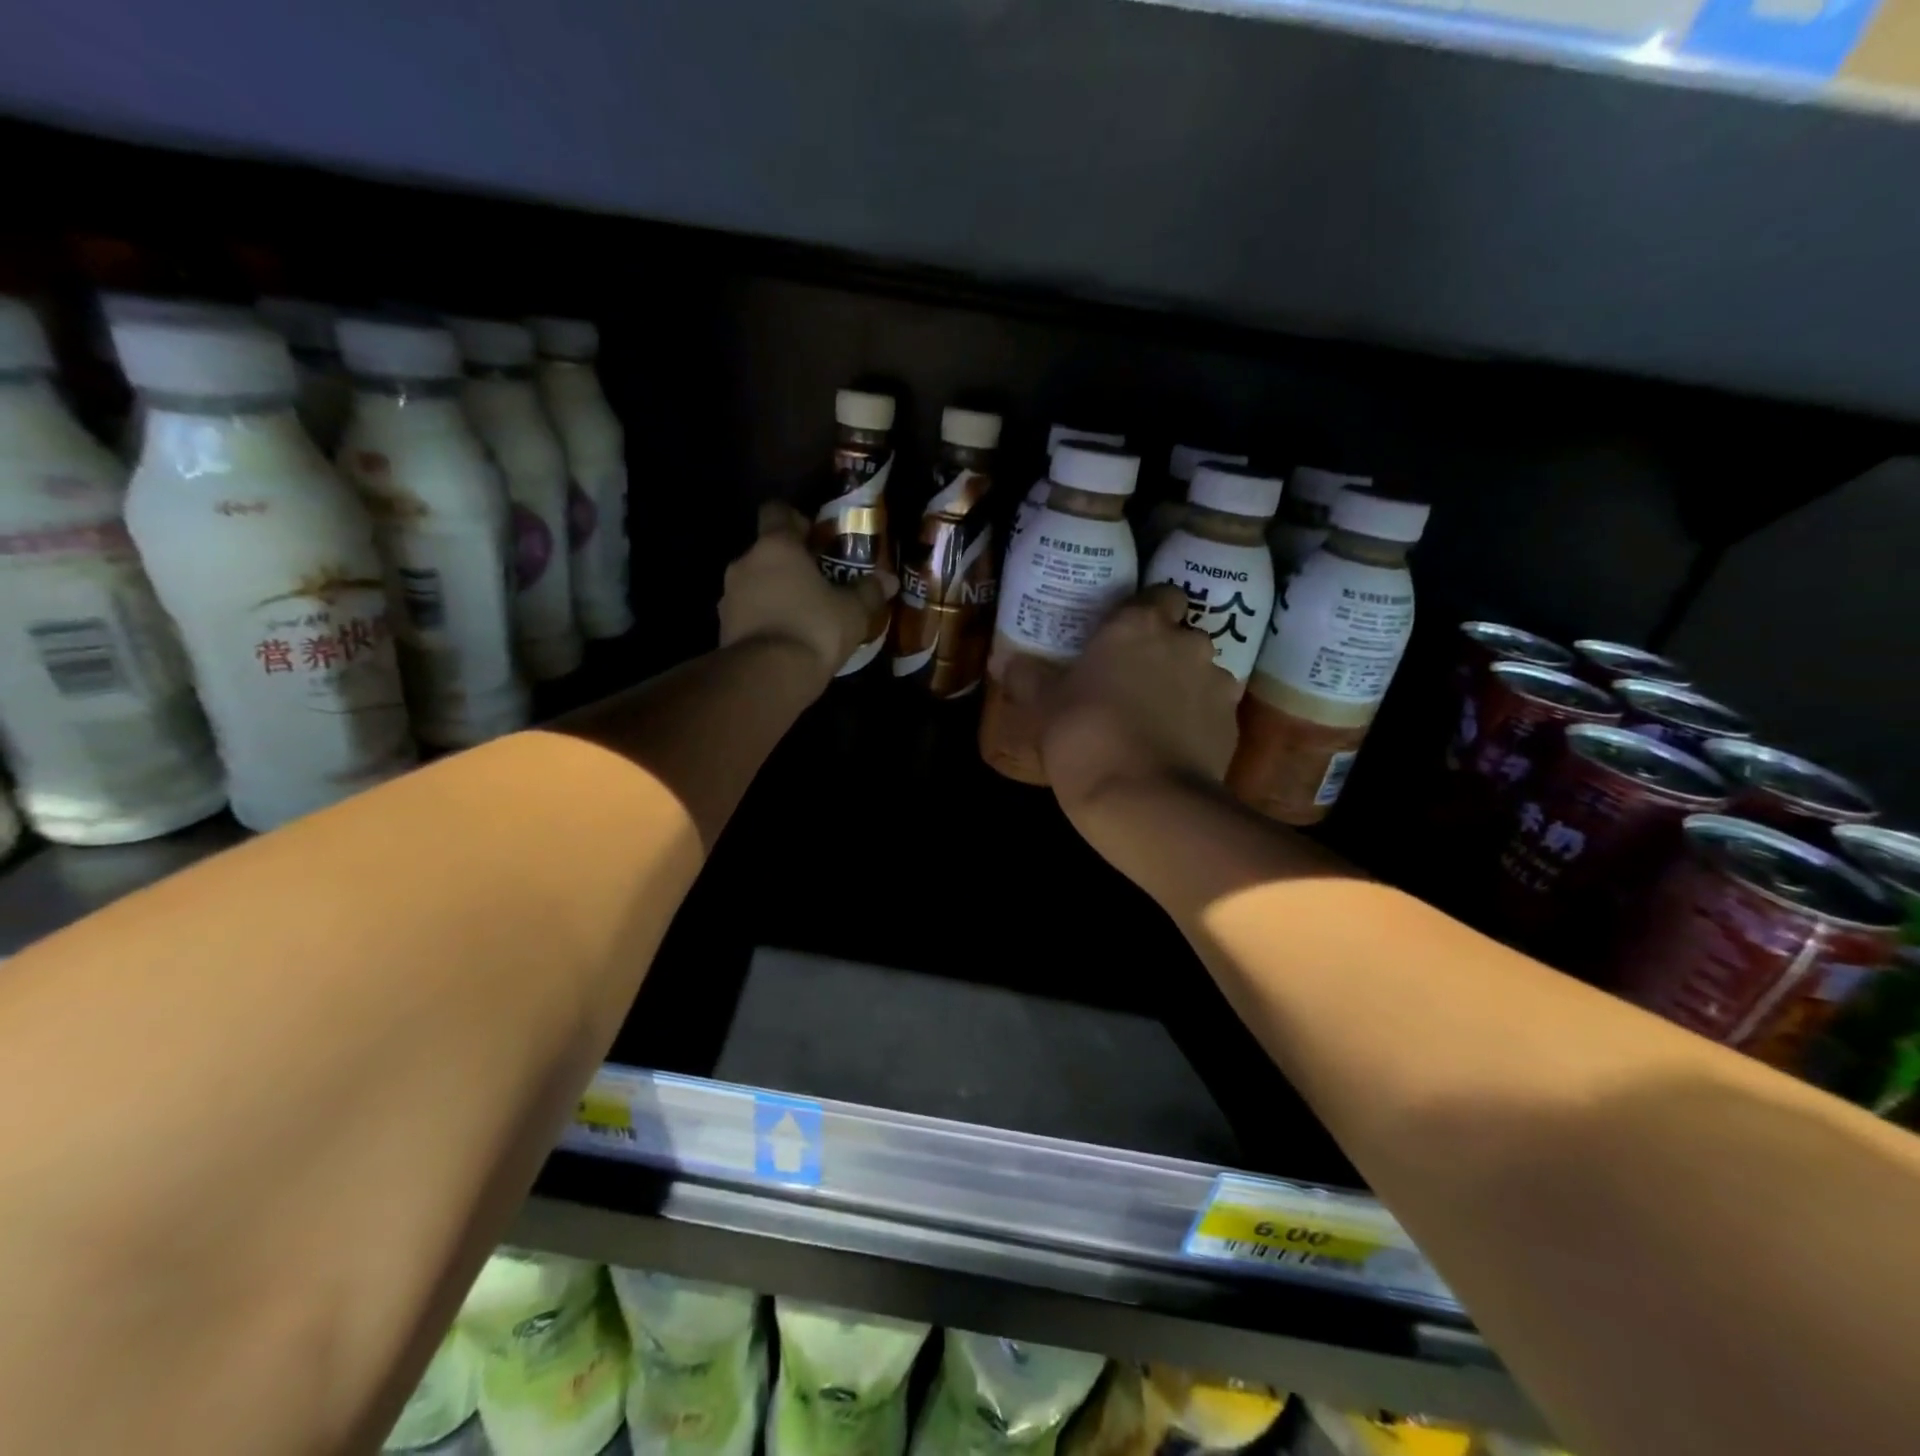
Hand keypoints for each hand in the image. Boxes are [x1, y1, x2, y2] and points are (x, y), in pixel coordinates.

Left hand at [718, 502, 895, 682]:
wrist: (767, 677)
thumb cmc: (814, 628)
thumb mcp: (853, 611)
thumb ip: (869, 591)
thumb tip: (889, 580)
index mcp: (776, 546)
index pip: (776, 512)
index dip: (796, 521)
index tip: (816, 540)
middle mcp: (745, 563)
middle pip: (767, 552)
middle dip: (791, 565)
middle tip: (819, 584)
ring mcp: (729, 597)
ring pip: (755, 584)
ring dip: (776, 594)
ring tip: (804, 616)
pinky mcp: (724, 628)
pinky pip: (748, 614)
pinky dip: (765, 620)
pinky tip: (788, 639)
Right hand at [1003, 584, 1240, 814]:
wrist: (1145, 799)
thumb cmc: (1086, 736)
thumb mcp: (1045, 707)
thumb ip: (1028, 677)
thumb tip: (1005, 662)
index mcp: (1138, 625)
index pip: (1160, 594)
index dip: (1147, 611)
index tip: (1126, 635)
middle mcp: (1185, 643)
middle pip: (1183, 635)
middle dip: (1165, 651)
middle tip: (1134, 679)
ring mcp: (1216, 683)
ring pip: (1202, 673)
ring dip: (1185, 686)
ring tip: (1156, 718)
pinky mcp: (1232, 724)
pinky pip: (1213, 711)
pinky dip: (1198, 721)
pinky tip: (1173, 747)